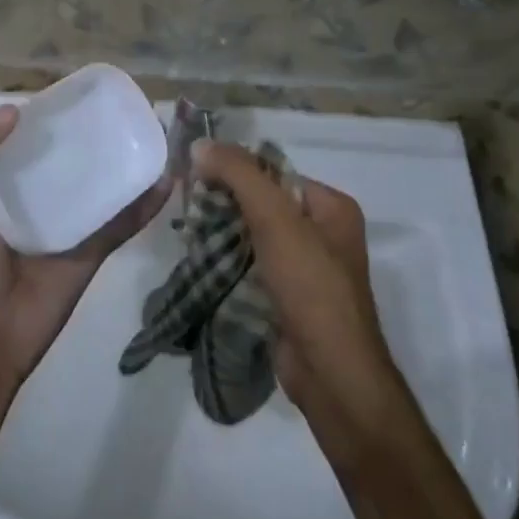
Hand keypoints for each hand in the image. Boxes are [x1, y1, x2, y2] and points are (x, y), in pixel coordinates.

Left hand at [0, 106, 168, 383]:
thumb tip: (14, 110)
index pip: (20, 141)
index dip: (39, 118)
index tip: (66, 94)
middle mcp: (32, 199)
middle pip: (63, 158)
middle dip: (85, 134)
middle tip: (113, 107)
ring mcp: (65, 224)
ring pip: (97, 185)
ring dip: (120, 162)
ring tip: (146, 131)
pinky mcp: (91, 249)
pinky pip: (122, 222)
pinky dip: (144, 203)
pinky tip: (164, 178)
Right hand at [193, 140, 406, 449]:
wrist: (331, 374)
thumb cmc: (310, 286)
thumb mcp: (275, 219)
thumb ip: (239, 176)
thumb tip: (200, 144)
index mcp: (331, 206)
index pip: (273, 173)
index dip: (234, 171)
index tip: (195, 175)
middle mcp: (323, 232)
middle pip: (262, 203)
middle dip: (225, 203)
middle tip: (187, 205)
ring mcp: (306, 268)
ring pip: (253, 235)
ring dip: (222, 234)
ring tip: (188, 232)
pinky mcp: (288, 297)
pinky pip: (252, 265)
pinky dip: (228, 261)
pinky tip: (201, 260)